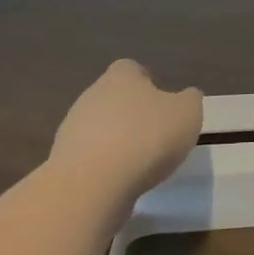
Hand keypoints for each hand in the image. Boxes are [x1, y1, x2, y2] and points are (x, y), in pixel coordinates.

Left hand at [51, 59, 202, 202]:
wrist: (91, 185)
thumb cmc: (145, 138)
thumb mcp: (187, 114)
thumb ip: (190, 100)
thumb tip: (186, 97)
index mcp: (121, 77)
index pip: (132, 69)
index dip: (148, 83)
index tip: (162, 104)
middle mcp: (91, 96)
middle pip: (114, 98)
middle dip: (132, 114)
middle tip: (155, 135)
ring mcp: (72, 129)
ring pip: (99, 128)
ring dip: (116, 142)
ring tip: (140, 164)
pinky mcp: (63, 162)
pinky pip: (90, 158)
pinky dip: (104, 167)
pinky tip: (120, 182)